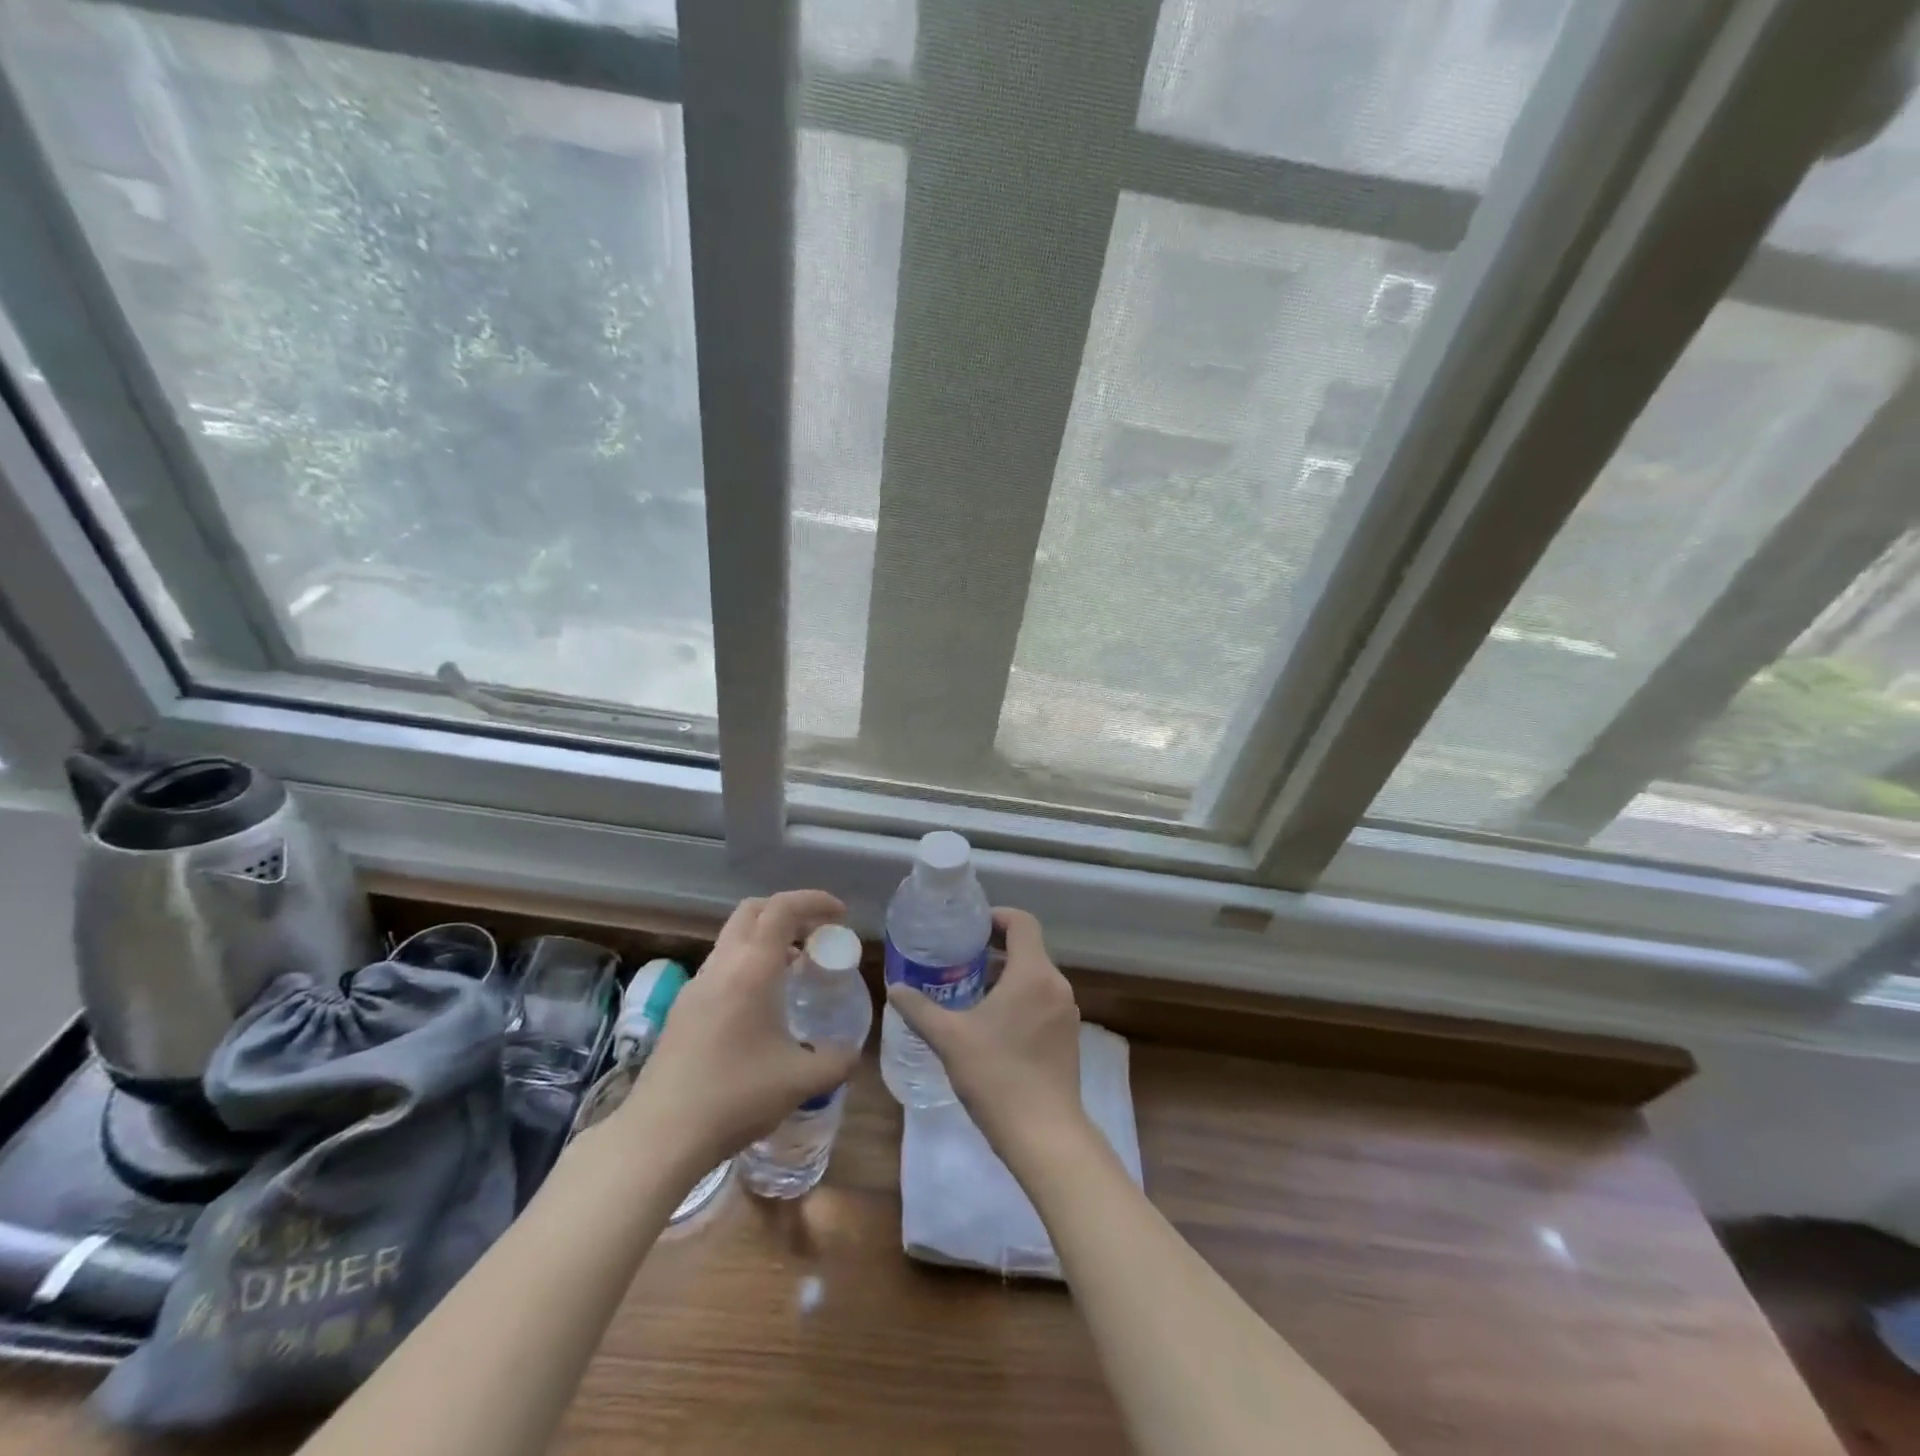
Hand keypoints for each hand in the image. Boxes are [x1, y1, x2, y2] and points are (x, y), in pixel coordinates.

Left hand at [626, 890, 857, 1168]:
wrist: (659, 1136)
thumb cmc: (735, 1097)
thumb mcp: (800, 1081)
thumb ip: (835, 1061)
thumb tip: (851, 1053)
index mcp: (751, 969)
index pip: (782, 909)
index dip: (814, 901)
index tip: (840, 914)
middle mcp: (721, 966)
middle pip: (753, 911)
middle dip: (788, 911)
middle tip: (816, 933)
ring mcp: (695, 987)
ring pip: (733, 939)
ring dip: (766, 940)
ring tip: (795, 969)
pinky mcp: (682, 1010)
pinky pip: (721, 967)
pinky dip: (747, 965)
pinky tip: (761, 1006)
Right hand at [886, 908, 1083, 1159]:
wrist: (1045, 1135)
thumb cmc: (996, 1075)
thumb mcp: (949, 1039)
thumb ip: (920, 1009)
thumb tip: (895, 988)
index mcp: (1033, 973)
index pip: (1022, 922)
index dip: (996, 917)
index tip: (969, 928)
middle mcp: (1056, 985)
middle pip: (1028, 949)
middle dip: (994, 950)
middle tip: (959, 961)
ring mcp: (1067, 1012)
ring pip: (1035, 977)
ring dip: (1006, 977)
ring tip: (970, 993)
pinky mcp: (1069, 1037)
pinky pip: (1043, 1001)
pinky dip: (1020, 999)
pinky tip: (993, 1025)